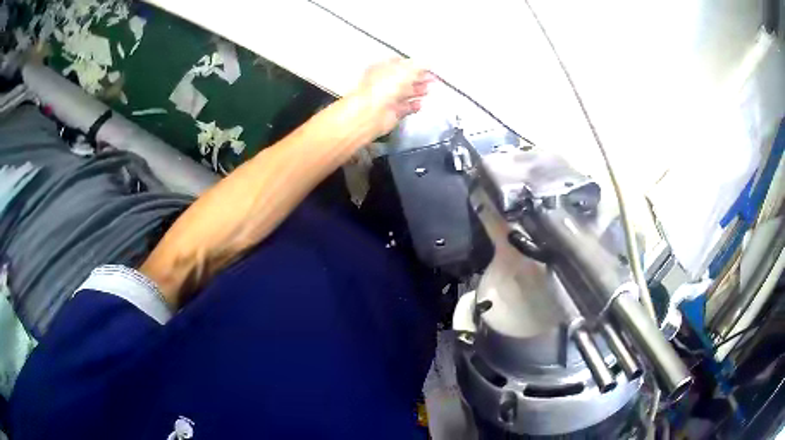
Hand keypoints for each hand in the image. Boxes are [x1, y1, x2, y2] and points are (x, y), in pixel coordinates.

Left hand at [349, 58, 433, 138]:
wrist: (371, 112)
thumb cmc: (379, 88)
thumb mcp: (405, 69)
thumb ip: (418, 65)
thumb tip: (427, 62)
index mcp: (382, 68)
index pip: (399, 63)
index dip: (414, 64)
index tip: (426, 67)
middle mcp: (382, 83)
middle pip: (403, 79)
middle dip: (418, 78)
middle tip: (430, 78)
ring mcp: (386, 99)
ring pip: (404, 93)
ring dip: (417, 91)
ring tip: (427, 90)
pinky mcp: (391, 113)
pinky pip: (404, 108)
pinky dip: (413, 106)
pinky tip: (419, 104)